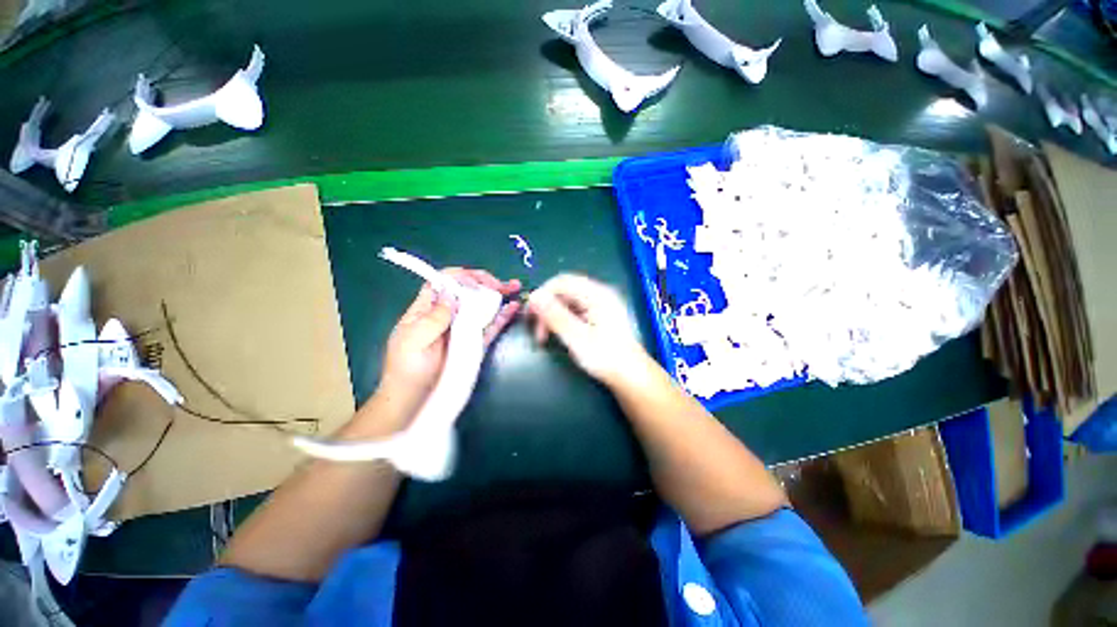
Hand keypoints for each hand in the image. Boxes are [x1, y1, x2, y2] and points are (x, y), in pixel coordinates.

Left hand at [375, 268, 520, 420]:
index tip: (479, 283)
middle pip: (467, 292)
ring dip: (498, 295)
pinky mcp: (475, 344)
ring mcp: (463, 330)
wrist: (414, 402)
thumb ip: (434, 316)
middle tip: (503, 284)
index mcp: (426, 310)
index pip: (443, 283)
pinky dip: (502, 316)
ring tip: (514, 287)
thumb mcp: (413, 340)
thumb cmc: (407, 370)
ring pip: (481, 307)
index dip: (462, 277)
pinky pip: (489, 326)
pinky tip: (513, 307)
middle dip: (485, 283)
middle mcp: (447, 316)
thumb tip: (451, 292)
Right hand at [527, 274, 647, 385]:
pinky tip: (557, 334)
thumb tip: (533, 296)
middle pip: (564, 290)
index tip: (529, 315)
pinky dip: (562, 319)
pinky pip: (574, 310)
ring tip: (544, 337)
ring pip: (567, 301)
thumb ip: (554, 315)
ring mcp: (600, 304)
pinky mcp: (599, 315)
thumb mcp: (576, 337)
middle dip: (546, 307)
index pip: (561, 282)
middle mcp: (599, 294)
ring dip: (552, 315)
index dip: (542, 294)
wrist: (630, 376)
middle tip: (536, 329)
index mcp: (597, 294)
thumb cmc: (605, 357)